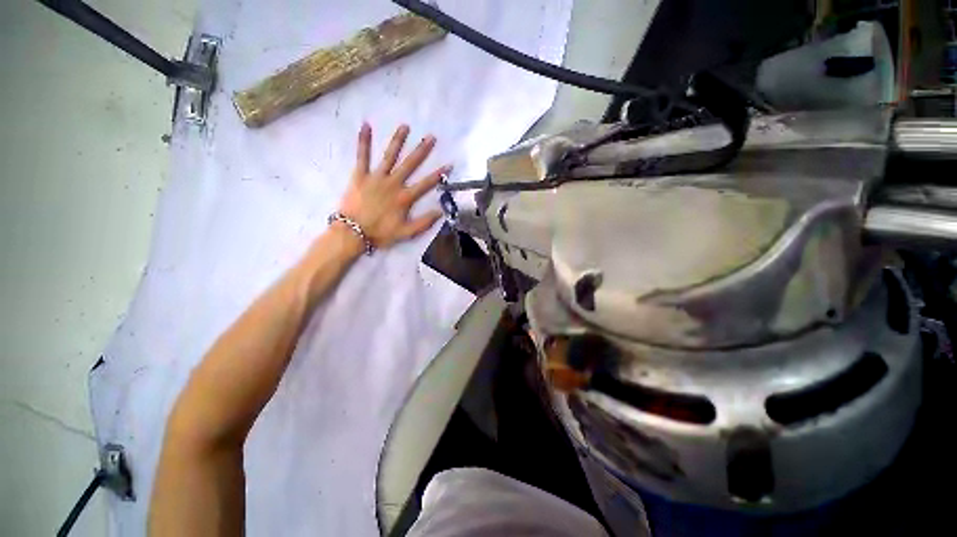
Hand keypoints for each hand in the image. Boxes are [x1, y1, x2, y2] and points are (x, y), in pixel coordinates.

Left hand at [336, 123, 449, 249]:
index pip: (426, 184)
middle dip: (421, 151)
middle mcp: (393, 183)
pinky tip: (366, 125)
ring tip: (405, 126)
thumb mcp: (406, 233)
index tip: (449, 164)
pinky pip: (362, 156)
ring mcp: (376, 177)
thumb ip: (424, 222)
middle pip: (410, 164)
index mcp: (404, 198)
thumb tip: (440, 212)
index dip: (439, 174)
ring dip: (398, 141)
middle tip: (431, 137)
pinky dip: (364, 141)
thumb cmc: (380, 233)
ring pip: (389, 156)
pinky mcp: (360, 175)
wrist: (353, 233)